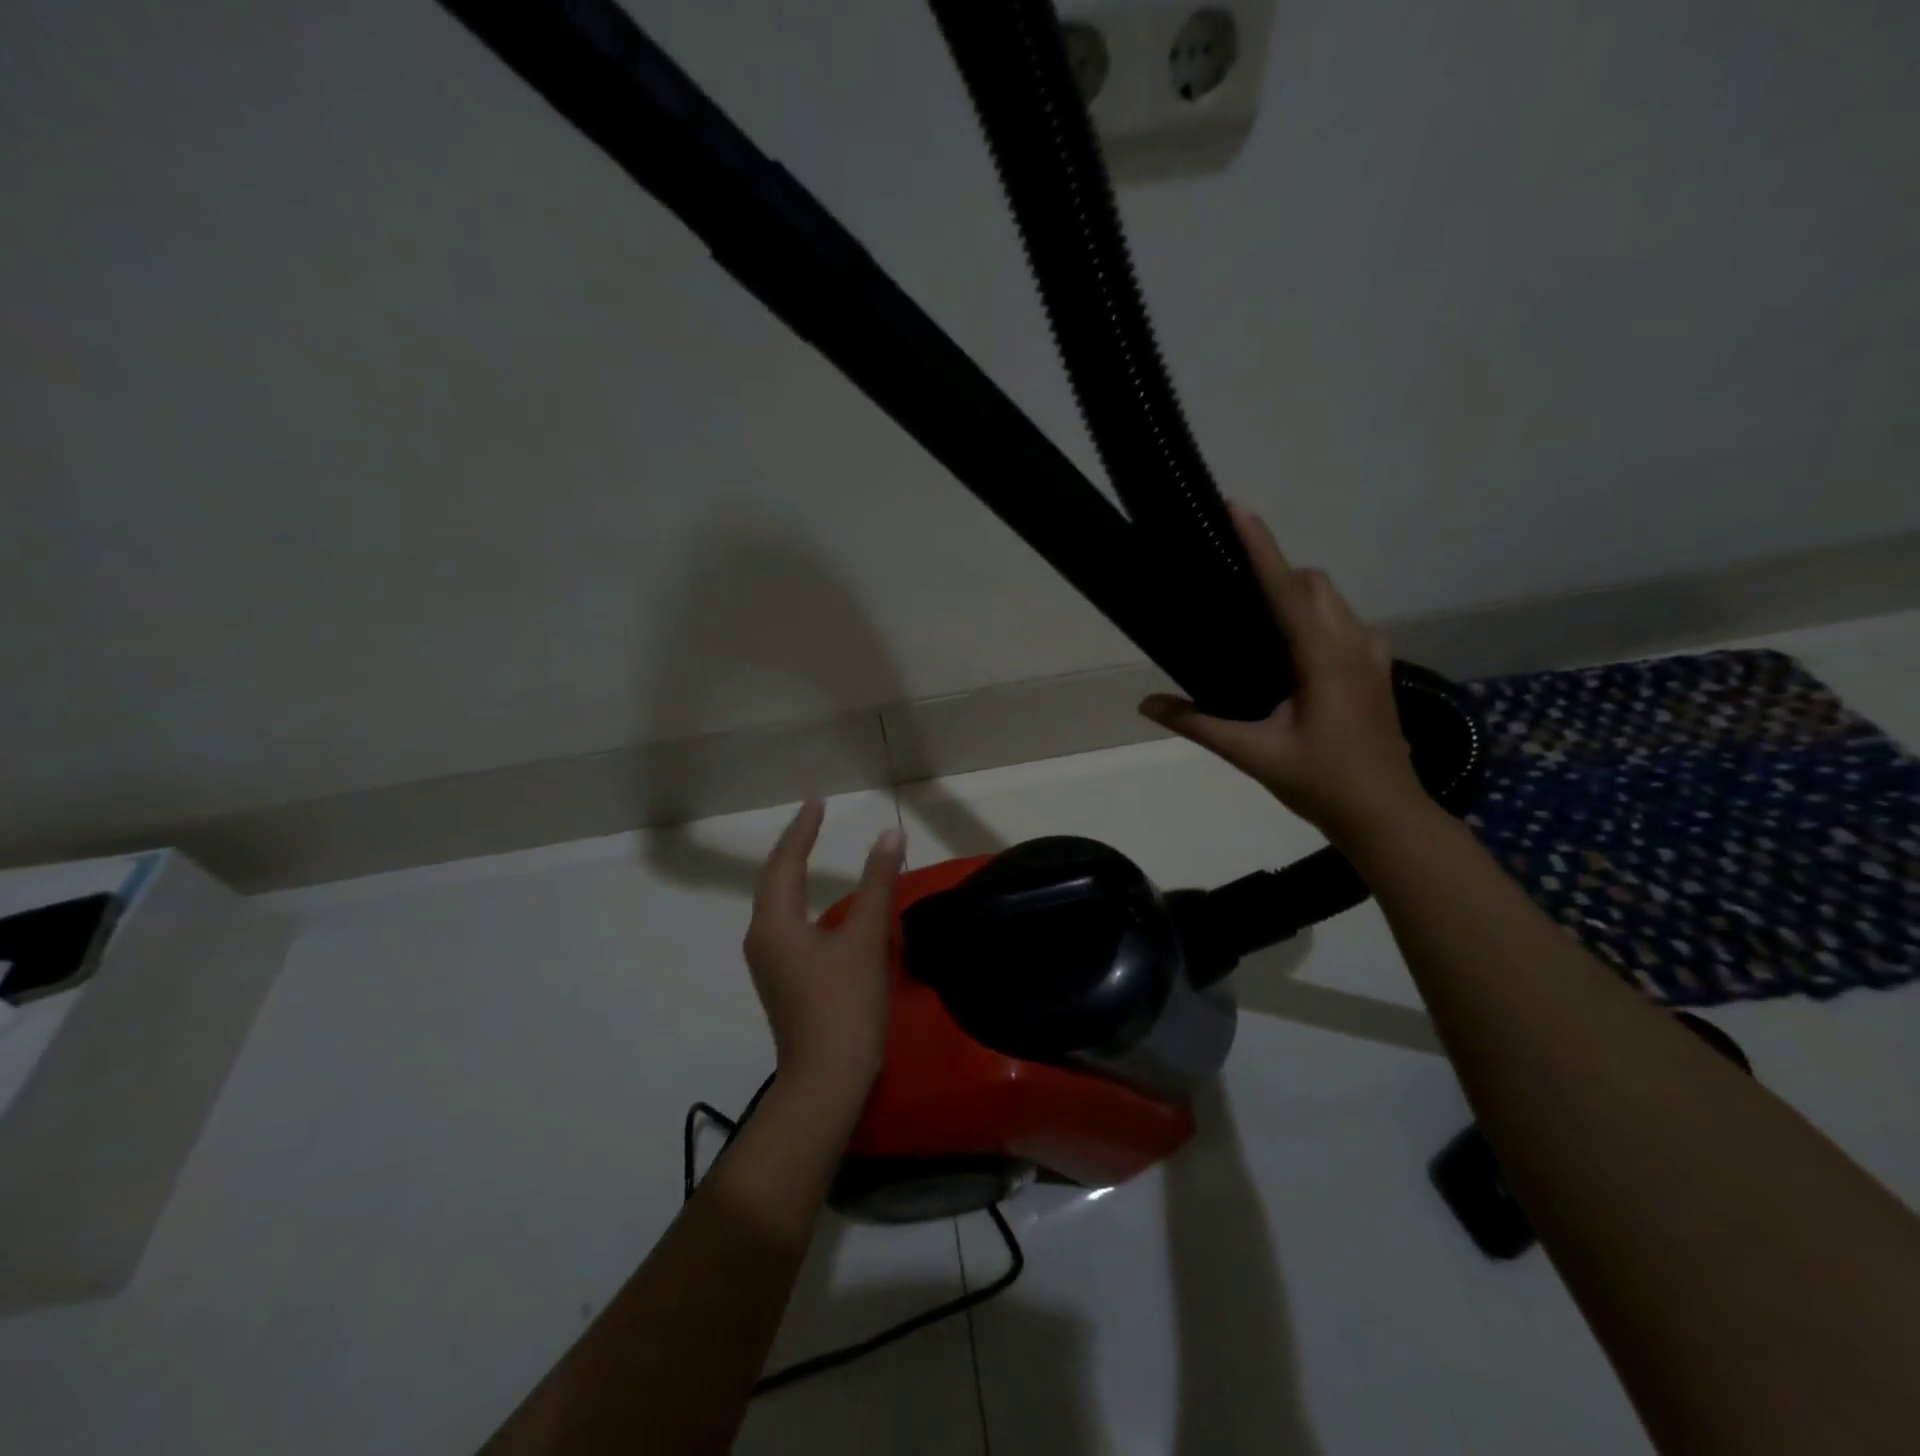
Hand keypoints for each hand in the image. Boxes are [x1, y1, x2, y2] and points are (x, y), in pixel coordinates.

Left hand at [744, 800, 904, 1107]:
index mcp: (775, 922)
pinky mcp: (780, 979)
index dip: (803, 829)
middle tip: (813, 817)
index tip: (817, 801)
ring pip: (775, 902)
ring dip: (791, 872)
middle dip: (792, 845)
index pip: (786, 861)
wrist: (825, 1080)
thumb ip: (877, 883)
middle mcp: (762, 937)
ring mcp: (768, 962)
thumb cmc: (845, 1005)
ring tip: (811, 848)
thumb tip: (890, 835)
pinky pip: (784, 922)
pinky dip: (798, 898)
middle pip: (772, 879)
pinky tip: (816, 902)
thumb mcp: (866, 939)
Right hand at [1139, 503, 1426, 843]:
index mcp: (1323, 659)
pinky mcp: (1376, 669)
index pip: (1286, 590)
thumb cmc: (1321, 783)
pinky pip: (1343, 621)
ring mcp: (1372, 655)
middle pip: (1313, 583)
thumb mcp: (1253, 755)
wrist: (1386, 816)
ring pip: (1332, 599)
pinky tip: (1290, 650)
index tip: (1239, 508)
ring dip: (1296, 591)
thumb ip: (1198, 724)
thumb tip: (1145, 704)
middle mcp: (1353, 644)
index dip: (1260, 547)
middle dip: (1276, 568)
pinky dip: (1314, 615)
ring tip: (1254, 614)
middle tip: (1231, 584)